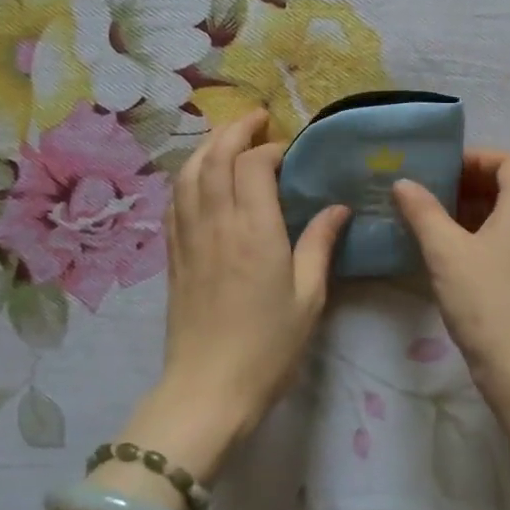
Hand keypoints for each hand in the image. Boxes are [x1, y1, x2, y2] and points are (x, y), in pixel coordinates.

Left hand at [151, 110, 347, 470]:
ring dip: (206, 146)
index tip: (289, 150)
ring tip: (226, 138)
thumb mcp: (308, 296)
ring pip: (188, 173)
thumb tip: (337, 207)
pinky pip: (174, 201)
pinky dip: (187, 177)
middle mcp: (216, 223)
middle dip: (234, 130)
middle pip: (215, 157)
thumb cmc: (268, 346)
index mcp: (255, 230)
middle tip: (256, 119)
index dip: (271, 148)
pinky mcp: (173, 255)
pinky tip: (198, 178)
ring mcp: (188, 237)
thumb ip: (320, 244)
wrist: (207, 390)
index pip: (254, 165)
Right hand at [392, 150, 509, 392]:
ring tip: (428, 220)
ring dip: (467, 212)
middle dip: (467, 184)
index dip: (478, 157)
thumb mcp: (446, 252)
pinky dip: (474, 237)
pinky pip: (501, 244)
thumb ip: (423, 212)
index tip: (442, 168)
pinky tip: (443, 254)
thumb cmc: (487, 301)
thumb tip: (404, 183)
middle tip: (428, 192)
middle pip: (507, 188)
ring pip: (502, 218)